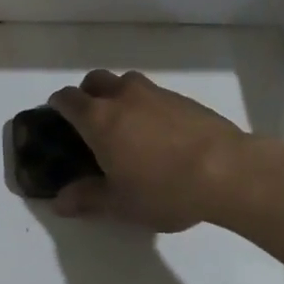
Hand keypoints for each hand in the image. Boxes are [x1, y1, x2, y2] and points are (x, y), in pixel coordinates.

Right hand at [47, 70, 248, 232]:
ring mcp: (155, 93)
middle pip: (95, 80)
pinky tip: (159, 132)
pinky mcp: (183, 98)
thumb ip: (87, 198)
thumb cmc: (164, 189)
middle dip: (87, 93)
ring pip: (126, 81)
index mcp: (99, 118)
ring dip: (118, 94)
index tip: (57, 117)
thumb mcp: (121, 203)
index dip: (58, 105)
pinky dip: (147, 105)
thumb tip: (59, 202)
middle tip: (91, 120)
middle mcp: (123, 97)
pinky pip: (154, 93)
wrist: (227, 171)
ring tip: (127, 123)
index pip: (68, 99)